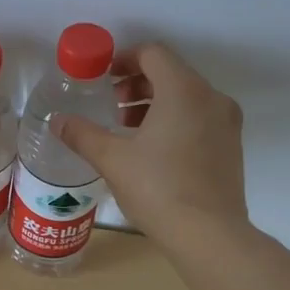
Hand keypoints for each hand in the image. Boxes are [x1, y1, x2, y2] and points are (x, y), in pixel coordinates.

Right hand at [50, 43, 248, 243]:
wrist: (210, 235)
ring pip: (187, 96)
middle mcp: (211, 98)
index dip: (124, 59)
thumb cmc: (158, 188)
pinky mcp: (232, 147)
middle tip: (111, 105)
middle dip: (137, 84)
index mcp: (183, 90)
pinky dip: (175, 120)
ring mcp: (227, 123)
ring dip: (154, 103)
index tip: (102, 77)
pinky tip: (152, 149)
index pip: (153, 54)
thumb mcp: (112, 159)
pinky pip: (200, 117)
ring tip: (127, 129)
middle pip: (171, 73)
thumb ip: (82, 134)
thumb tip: (57, 121)